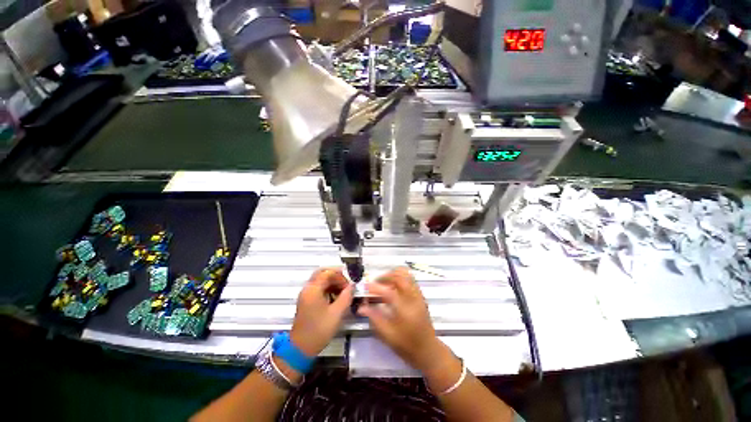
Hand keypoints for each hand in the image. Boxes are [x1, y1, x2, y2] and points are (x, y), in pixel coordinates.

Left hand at [290, 268, 353, 356]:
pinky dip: (327, 288)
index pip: (328, 273)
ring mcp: (306, 295)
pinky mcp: (306, 301)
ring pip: (320, 280)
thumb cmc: (319, 330)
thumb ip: (346, 296)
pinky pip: (318, 288)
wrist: (301, 349)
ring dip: (332, 282)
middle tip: (346, 284)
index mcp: (313, 289)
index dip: (340, 276)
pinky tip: (335, 297)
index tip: (349, 285)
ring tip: (343, 292)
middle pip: (322, 273)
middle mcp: (307, 288)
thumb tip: (352, 286)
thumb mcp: (337, 313)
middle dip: (336, 276)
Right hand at [358, 268, 444, 372]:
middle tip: (375, 282)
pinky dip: (401, 276)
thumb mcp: (388, 335)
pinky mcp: (420, 295)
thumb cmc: (407, 345)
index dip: (376, 287)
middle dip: (385, 276)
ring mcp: (418, 295)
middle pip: (399, 277)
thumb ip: (375, 318)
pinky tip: (394, 285)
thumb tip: (361, 307)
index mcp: (405, 310)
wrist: (428, 349)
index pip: (389, 292)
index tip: (366, 287)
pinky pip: (411, 278)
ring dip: (393, 274)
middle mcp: (413, 299)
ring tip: (384, 281)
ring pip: (407, 275)